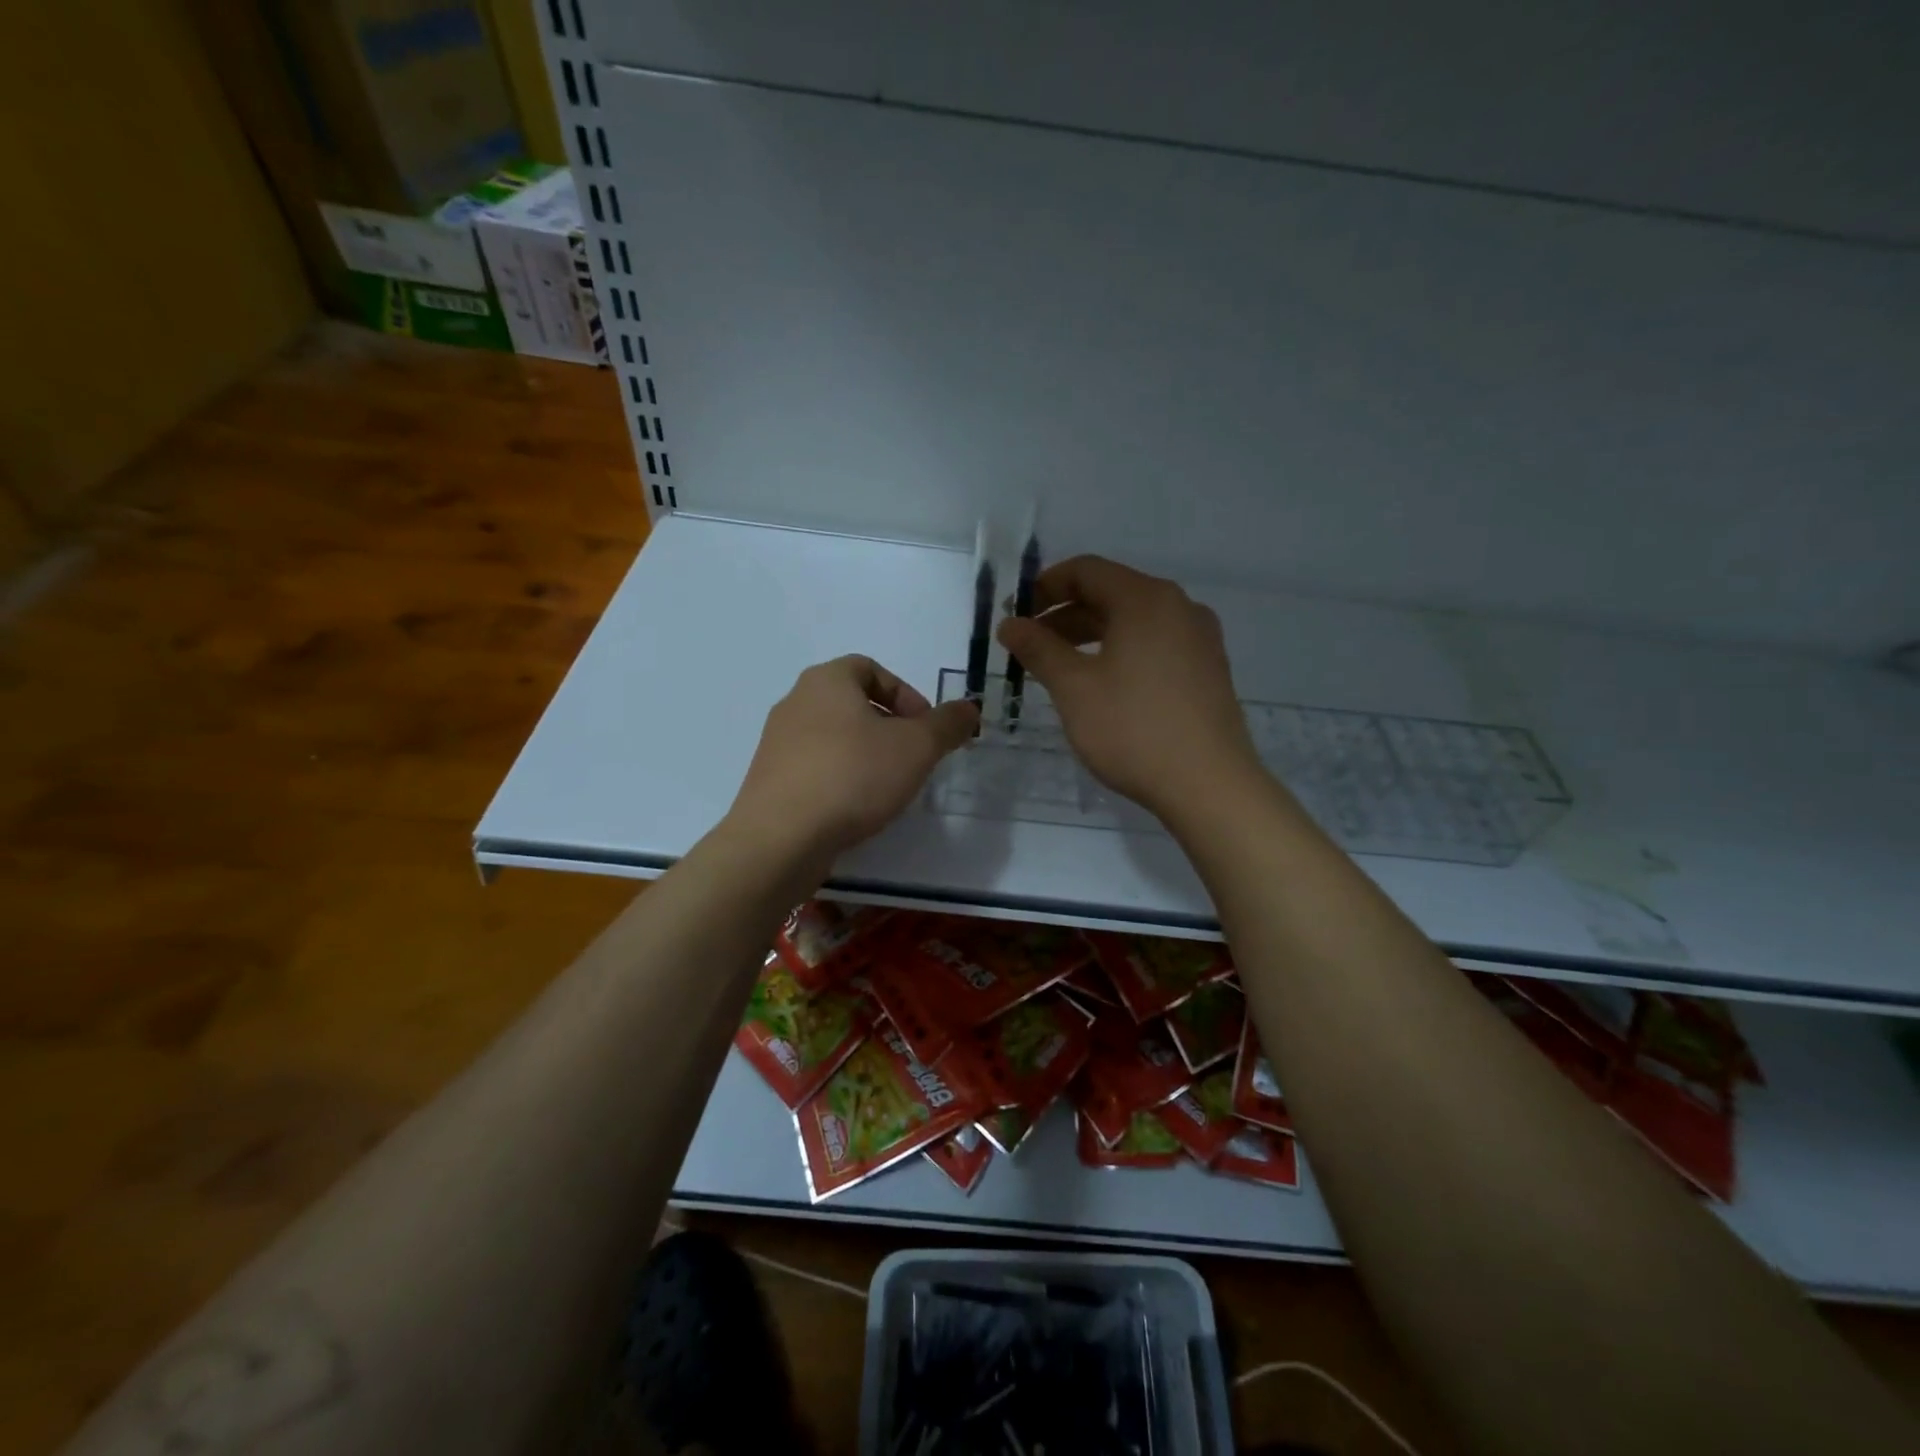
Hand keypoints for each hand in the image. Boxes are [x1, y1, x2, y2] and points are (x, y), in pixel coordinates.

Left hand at [727, 655, 978, 866]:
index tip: (926, 728)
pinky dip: (840, 778)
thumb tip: (969, 708)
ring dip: (865, 754)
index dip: (905, 694)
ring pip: (833, 737)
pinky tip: (856, 808)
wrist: (781, 838)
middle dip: (889, 727)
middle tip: (913, 758)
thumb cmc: (853, 776)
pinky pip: (815, 767)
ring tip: (888, 787)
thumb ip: (947, 724)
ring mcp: (777, 743)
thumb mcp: (917, 747)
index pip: (870, 668)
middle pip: (852, 703)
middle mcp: (795, 702)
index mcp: (826, 680)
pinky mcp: (770, 780)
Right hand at [997, 556, 1263, 821]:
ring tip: (1058, 666)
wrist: (1210, 785)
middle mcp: (1178, 607)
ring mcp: (1199, 638)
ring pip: (1134, 622)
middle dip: (1064, 614)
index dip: (1044, 586)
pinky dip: (1121, 651)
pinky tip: (1102, 684)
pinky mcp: (1208, 669)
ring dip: (1090, 635)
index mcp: (1146, 599)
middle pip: (1111, 593)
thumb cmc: (1134, 729)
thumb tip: (1009, 624)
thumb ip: (1039, 649)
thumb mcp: (1074, 688)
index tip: (1015, 613)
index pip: (1086, 570)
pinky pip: (1155, 644)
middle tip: (1029, 644)